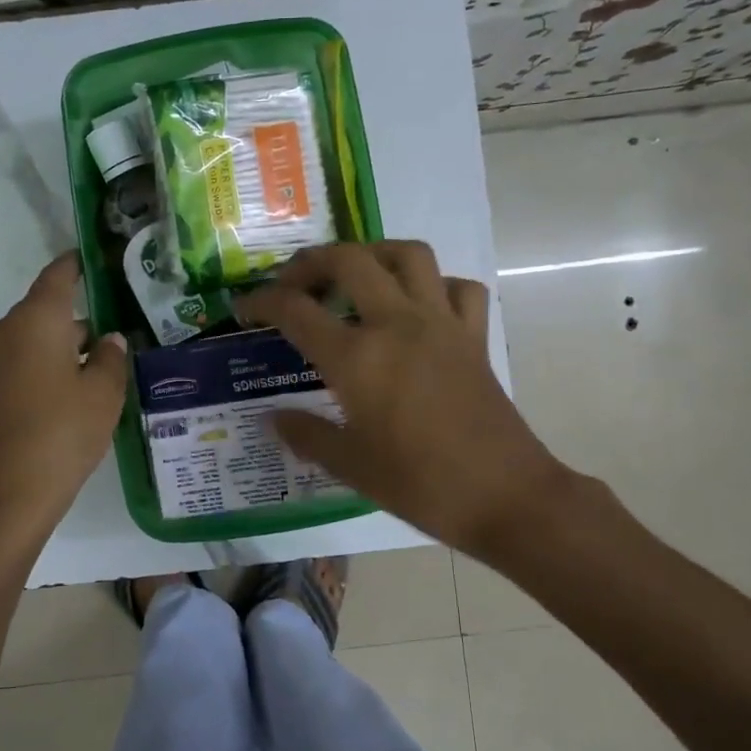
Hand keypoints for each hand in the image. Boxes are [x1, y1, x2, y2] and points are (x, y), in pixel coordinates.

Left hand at [0, 252, 128, 541]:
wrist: (3, 498)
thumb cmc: (61, 435)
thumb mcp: (103, 395)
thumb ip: (111, 359)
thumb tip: (109, 340)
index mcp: (34, 320)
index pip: (57, 277)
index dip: (75, 265)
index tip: (91, 259)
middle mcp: (2, 332)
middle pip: (43, 313)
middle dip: (76, 322)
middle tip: (112, 338)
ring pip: (29, 342)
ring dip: (58, 350)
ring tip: (94, 373)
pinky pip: (15, 367)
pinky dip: (39, 371)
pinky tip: (63, 399)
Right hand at [235, 241, 575, 558]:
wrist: (506, 496)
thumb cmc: (420, 485)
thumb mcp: (350, 466)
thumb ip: (306, 435)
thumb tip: (274, 419)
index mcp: (357, 358)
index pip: (295, 310)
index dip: (261, 302)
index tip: (244, 308)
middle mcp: (396, 324)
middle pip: (348, 260)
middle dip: (311, 262)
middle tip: (293, 283)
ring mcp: (441, 324)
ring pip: (407, 255)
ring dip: (373, 254)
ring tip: (354, 276)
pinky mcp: (474, 336)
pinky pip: (457, 287)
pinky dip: (434, 285)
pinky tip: (417, 306)